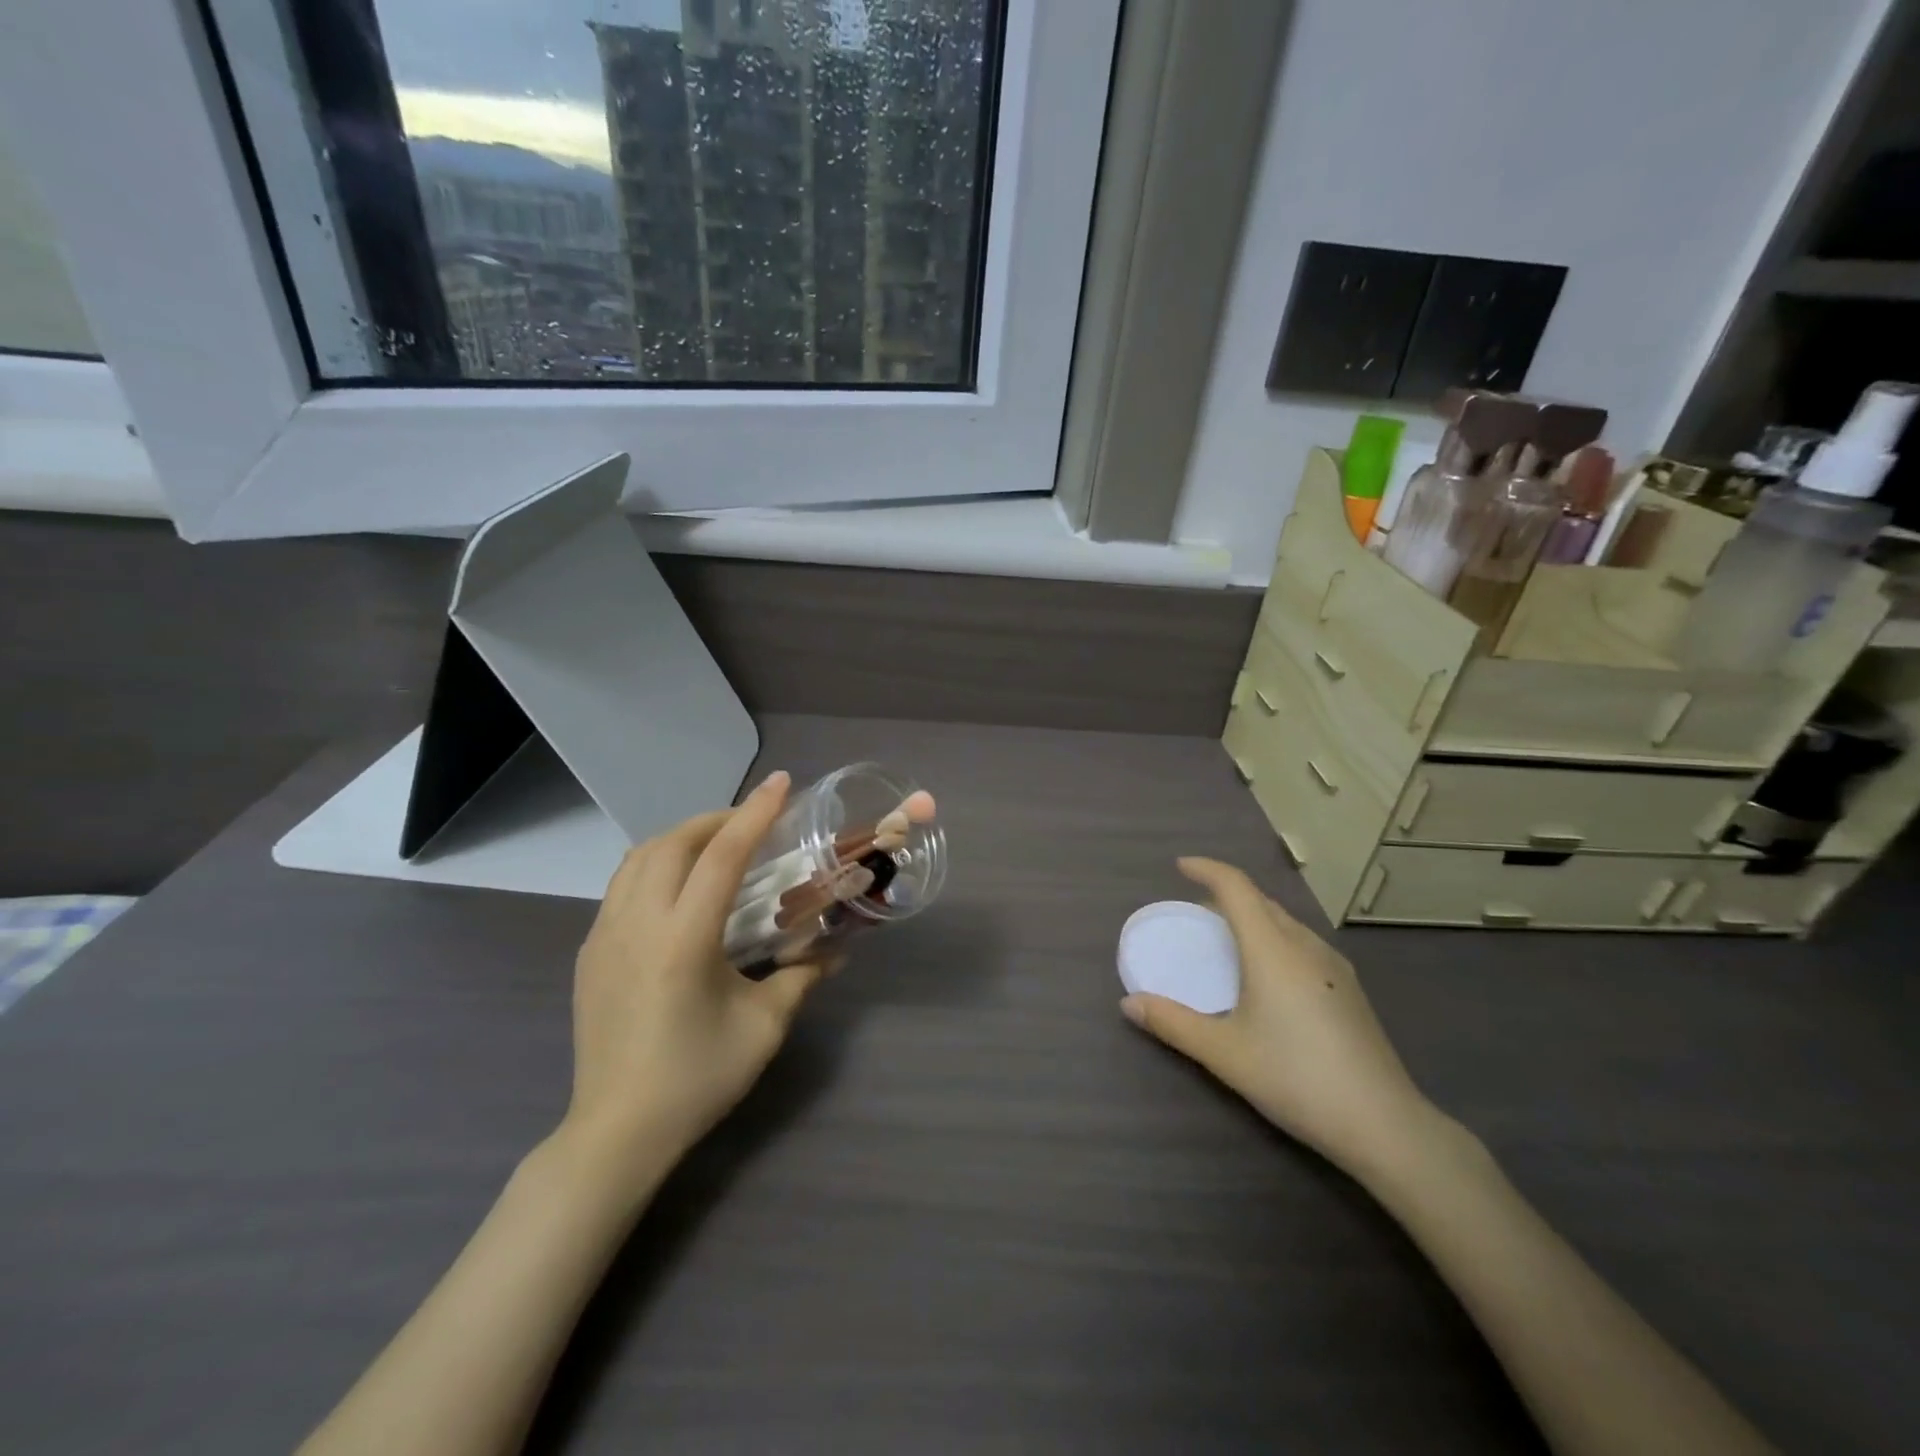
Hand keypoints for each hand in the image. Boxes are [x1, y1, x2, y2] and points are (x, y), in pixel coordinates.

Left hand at [563, 771, 828, 1178]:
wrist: (617, 1131)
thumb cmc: (697, 1078)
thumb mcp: (764, 1027)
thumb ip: (802, 976)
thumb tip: (838, 949)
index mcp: (683, 939)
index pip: (722, 857)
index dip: (755, 814)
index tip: (781, 784)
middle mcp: (637, 924)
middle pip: (673, 843)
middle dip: (716, 819)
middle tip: (753, 822)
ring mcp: (604, 935)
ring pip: (639, 858)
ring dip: (681, 838)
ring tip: (717, 846)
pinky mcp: (589, 952)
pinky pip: (622, 885)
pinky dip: (655, 865)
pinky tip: (679, 888)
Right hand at [1121, 857, 1441, 1180]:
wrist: (1383, 1124)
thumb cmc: (1295, 1077)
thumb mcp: (1224, 1053)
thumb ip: (1172, 1023)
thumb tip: (1128, 1003)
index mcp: (1272, 948)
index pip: (1236, 887)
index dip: (1206, 869)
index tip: (1179, 867)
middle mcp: (1304, 945)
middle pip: (1261, 900)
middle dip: (1226, 894)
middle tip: (1195, 909)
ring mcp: (1333, 965)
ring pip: (1285, 921)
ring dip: (1252, 916)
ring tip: (1227, 939)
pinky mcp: (1348, 988)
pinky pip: (1301, 942)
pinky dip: (1273, 938)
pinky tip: (1268, 974)